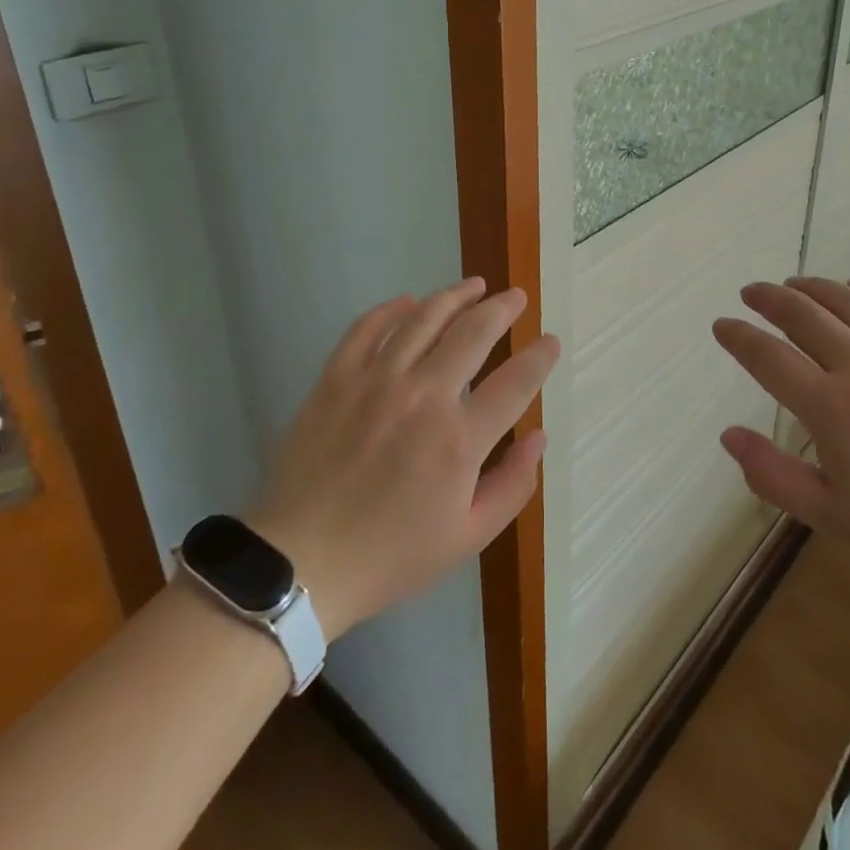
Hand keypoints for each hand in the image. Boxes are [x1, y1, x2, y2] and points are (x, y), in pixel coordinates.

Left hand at [249, 278, 557, 639]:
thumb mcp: (468, 538)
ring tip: (475, 286)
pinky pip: (368, 327)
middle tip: (516, 297)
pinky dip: (392, 309)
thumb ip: (513, 485)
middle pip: (474, 332)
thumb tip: (538, 436)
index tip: (550, 341)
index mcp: (460, 440)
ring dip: (456, 296)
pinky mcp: (337, 378)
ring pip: (424, 317)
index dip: (540, 356)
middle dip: (503, 308)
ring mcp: (376, 381)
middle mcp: (423, 396)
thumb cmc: (391, 555)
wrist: (300, 563)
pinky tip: (409, 302)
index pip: (516, 381)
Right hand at [713, 277, 849, 587]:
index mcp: (830, 407)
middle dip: (768, 299)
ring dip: (812, 287)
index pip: (767, 357)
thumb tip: (729, 435)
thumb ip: (773, 475)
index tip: (722, 325)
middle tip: (751, 293)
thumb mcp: (833, 516)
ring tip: (794, 284)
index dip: (738, 337)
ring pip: (847, 300)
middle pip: (802, 315)